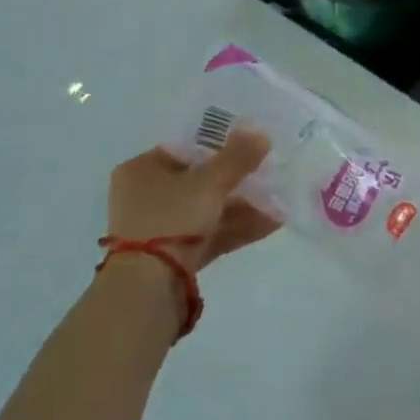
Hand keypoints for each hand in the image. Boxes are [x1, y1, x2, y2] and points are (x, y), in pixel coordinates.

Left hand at [106, 127, 278, 274]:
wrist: (147, 286)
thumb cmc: (171, 217)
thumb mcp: (209, 182)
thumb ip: (237, 157)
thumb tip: (261, 132)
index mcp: (140, 170)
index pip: (184, 149)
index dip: (218, 146)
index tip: (248, 149)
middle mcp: (144, 197)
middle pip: (198, 182)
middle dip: (236, 181)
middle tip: (268, 175)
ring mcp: (158, 230)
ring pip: (206, 211)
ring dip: (242, 206)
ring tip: (278, 202)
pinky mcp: (173, 258)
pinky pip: (209, 235)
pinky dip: (236, 228)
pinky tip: (271, 223)